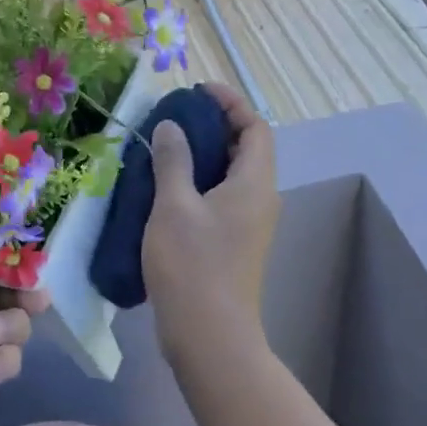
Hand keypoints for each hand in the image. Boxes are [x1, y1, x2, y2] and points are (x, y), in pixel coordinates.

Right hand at [143, 80, 278, 359]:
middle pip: (246, 148)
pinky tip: (167, 187)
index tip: (197, 91)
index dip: (230, 102)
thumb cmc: (193, 266)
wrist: (209, 335)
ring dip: (205, 154)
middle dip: (215, 125)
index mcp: (254, 183)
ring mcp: (249, 224)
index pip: (255, 127)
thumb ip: (174, 160)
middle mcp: (260, 199)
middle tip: (175, 117)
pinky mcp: (235, 243)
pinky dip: (200, 180)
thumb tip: (173, 126)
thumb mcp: (174, 206)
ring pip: (233, 174)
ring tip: (166, 146)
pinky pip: (223, 196)